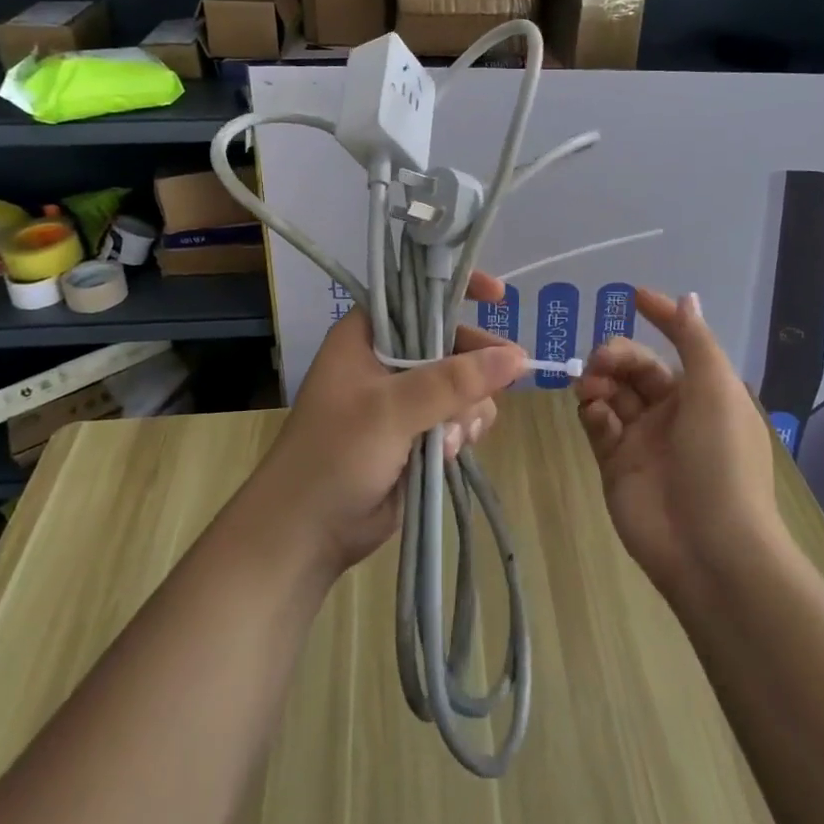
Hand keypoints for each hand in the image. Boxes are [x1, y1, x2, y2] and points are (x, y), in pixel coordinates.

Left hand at [253, 275, 526, 577]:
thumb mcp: (391, 410)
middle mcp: (387, 360)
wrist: (307, 533)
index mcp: (367, 336)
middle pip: (450, 342)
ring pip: (462, 384)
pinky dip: (462, 431)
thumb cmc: (335, 455)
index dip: (457, 290)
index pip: (417, 296)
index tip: (498, 295)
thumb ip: (453, 381)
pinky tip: (451, 451)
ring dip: (467, 408)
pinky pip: (459, 418)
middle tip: (510, 374)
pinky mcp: (418, 434)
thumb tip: (517, 357)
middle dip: (475, 365)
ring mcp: (404, 400)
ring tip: (452, 437)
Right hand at [573, 288, 782, 599]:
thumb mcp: (717, 390)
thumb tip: (686, 297)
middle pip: (635, 368)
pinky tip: (596, 416)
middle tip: (601, 361)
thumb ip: (694, 340)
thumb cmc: (720, 458)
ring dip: (600, 381)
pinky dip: (594, 413)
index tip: (633, 296)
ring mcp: (643, 440)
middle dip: (616, 355)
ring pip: (611, 393)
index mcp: (704, 393)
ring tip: (592, 388)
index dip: (660, 318)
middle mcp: (673, 412)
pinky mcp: (616, 464)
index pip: (678, 344)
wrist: (709, 547)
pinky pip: (599, 425)